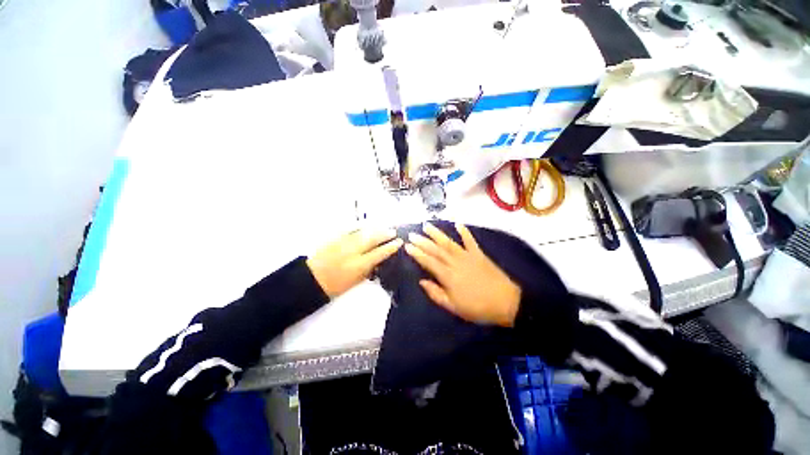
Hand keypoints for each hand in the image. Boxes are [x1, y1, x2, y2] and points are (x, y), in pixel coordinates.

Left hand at [307, 229, 402, 297]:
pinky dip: (361, 228)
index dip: (390, 247)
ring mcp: (344, 243)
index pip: (379, 253)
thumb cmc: (335, 285)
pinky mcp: (336, 239)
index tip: (398, 242)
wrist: (312, 279)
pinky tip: (367, 227)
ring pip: (363, 232)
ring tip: (383, 228)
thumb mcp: (356, 281)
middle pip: (372, 239)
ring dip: (375, 230)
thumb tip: (378, 260)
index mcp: (359, 264)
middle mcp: (353, 251)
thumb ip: (368, 269)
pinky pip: (352, 230)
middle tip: (393, 232)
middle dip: (385, 234)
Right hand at [405, 223, 520, 326]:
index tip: (407, 246)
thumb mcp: (453, 307)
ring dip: (437, 233)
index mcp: (448, 276)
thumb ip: (436, 293)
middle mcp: (455, 262)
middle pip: (436, 249)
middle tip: (412, 234)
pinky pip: (470, 241)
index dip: (417, 253)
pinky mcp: (478, 254)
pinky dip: (464, 232)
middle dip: (422, 241)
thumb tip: (422, 281)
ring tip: (427, 225)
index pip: (428, 261)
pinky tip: (458, 225)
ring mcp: (467, 256)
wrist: (506, 302)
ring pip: (449, 242)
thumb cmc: (477, 307)